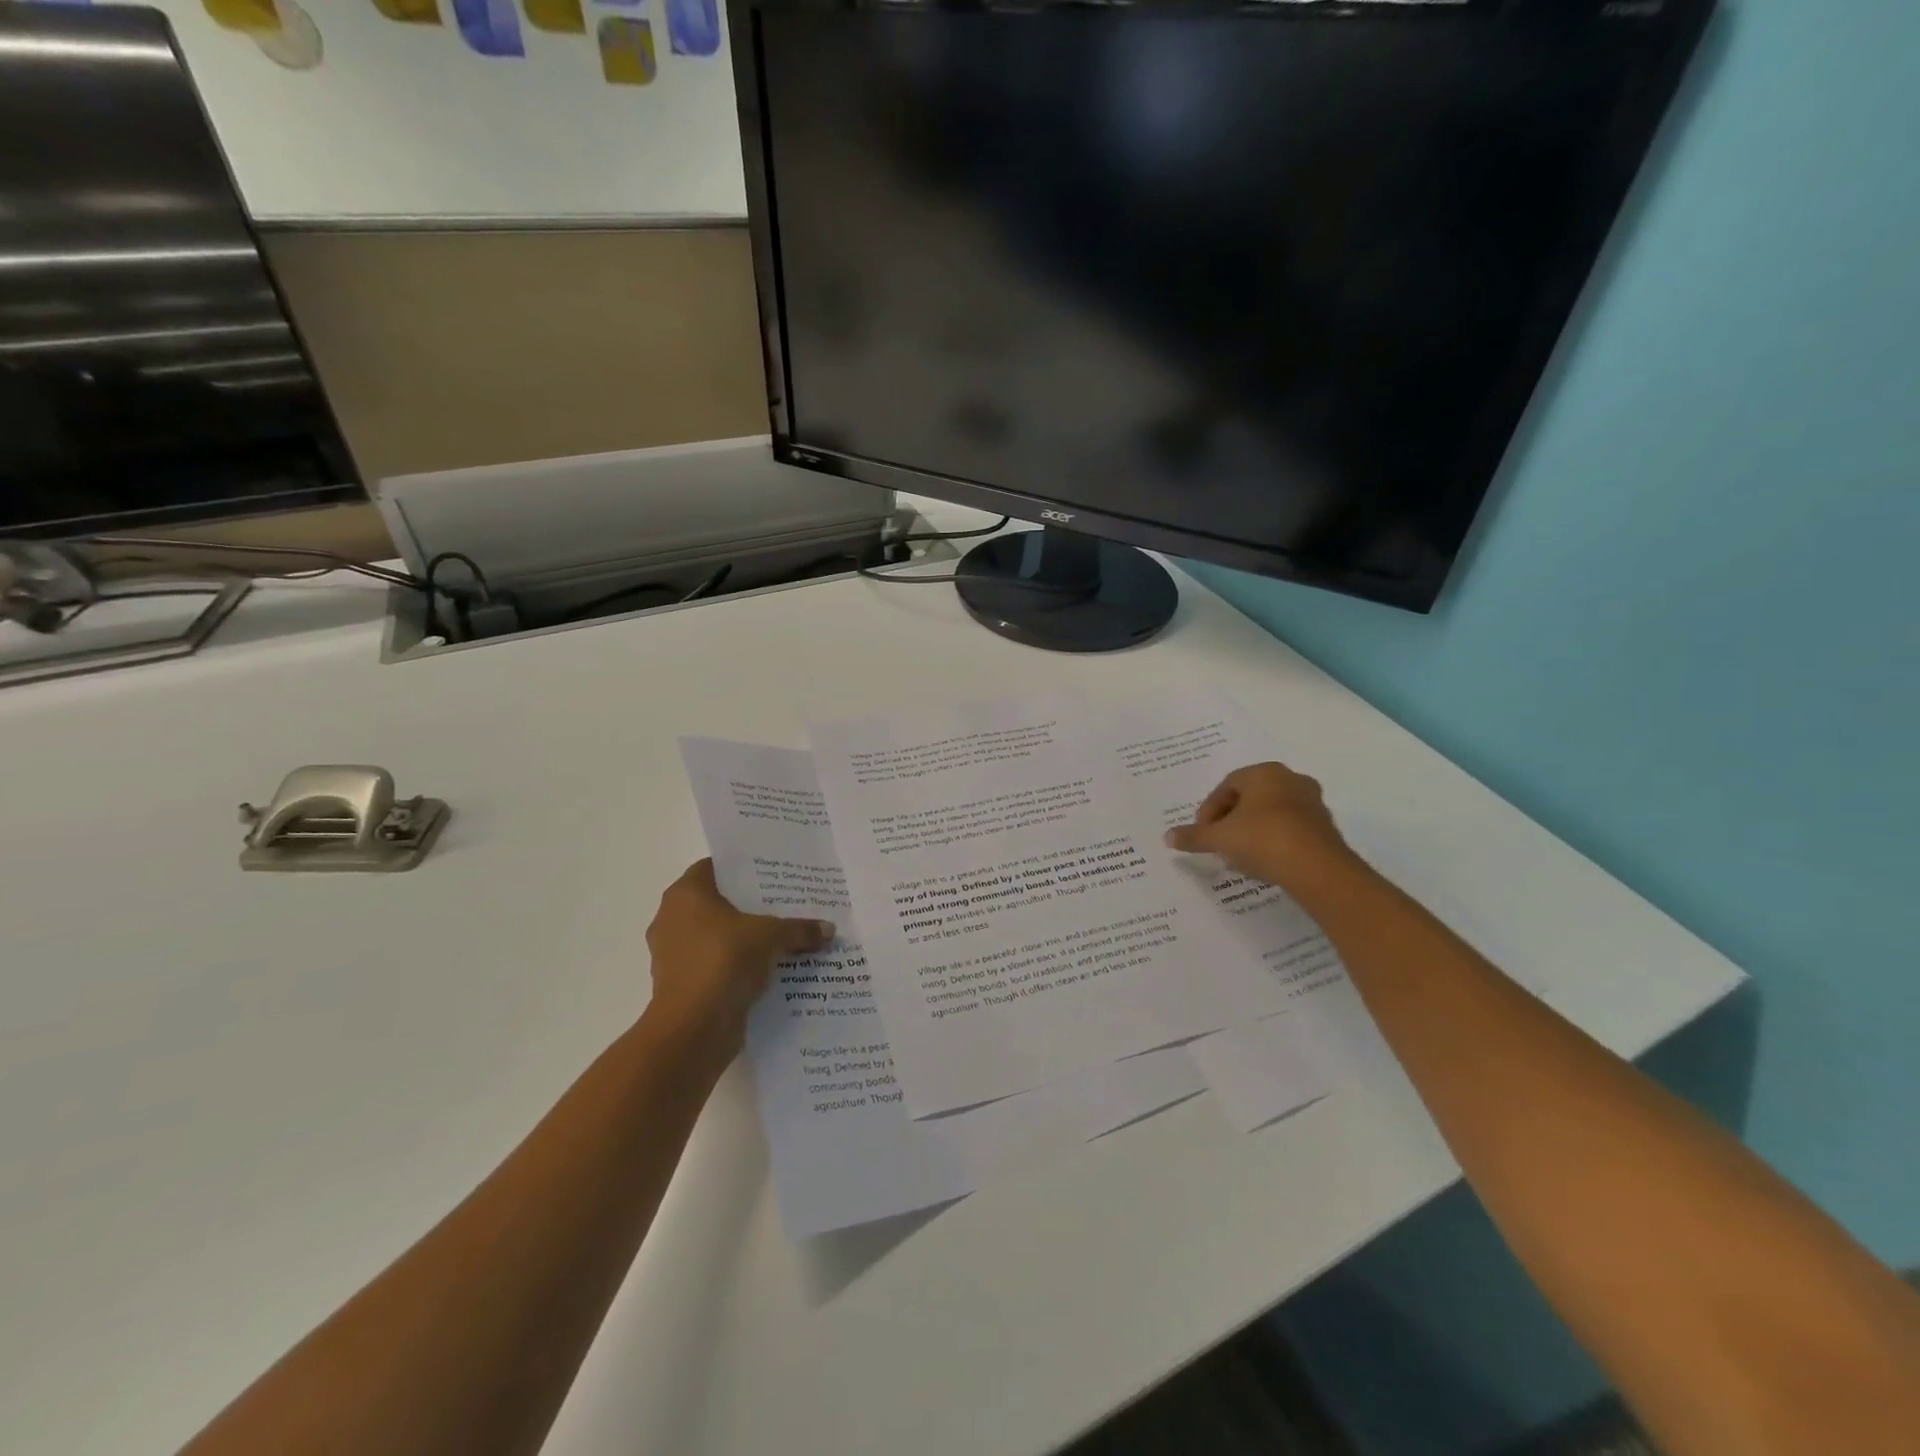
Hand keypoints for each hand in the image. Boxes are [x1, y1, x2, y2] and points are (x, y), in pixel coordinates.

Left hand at [643, 859, 833, 1050]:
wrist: (693, 1028)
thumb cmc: (724, 960)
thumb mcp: (771, 937)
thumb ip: (799, 929)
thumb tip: (829, 929)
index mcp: (685, 894)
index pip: (713, 867)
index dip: (742, 869)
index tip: (772, 875)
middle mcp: (672, 919)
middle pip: (716, 903)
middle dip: (748, 906)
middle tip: (784, 905)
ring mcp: (673, 954)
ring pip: (715, 937)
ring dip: (743, 939)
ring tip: (782, 938)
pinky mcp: (681, 985)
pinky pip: (714, 966)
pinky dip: (736, 967)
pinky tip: (768, 970)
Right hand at [1164, 762, 1356, 892]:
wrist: (1317, 868)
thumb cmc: (1262, 839)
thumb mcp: (1219, 838)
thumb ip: (1194, 836)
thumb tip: (1168, 837)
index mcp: (1265, 772)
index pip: (1227, 786)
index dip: (1209, 810)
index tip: (1203, 832)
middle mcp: (1291, 780)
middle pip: (1250, 798)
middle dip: (1231, 819)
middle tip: (1219, 841)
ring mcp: (1312, 803)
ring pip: (1271, 813)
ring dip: (1252, 830)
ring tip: (1240, 854)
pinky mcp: (1325, 827)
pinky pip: (1290, 829)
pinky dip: (1274, 840)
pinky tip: (1264, 861)